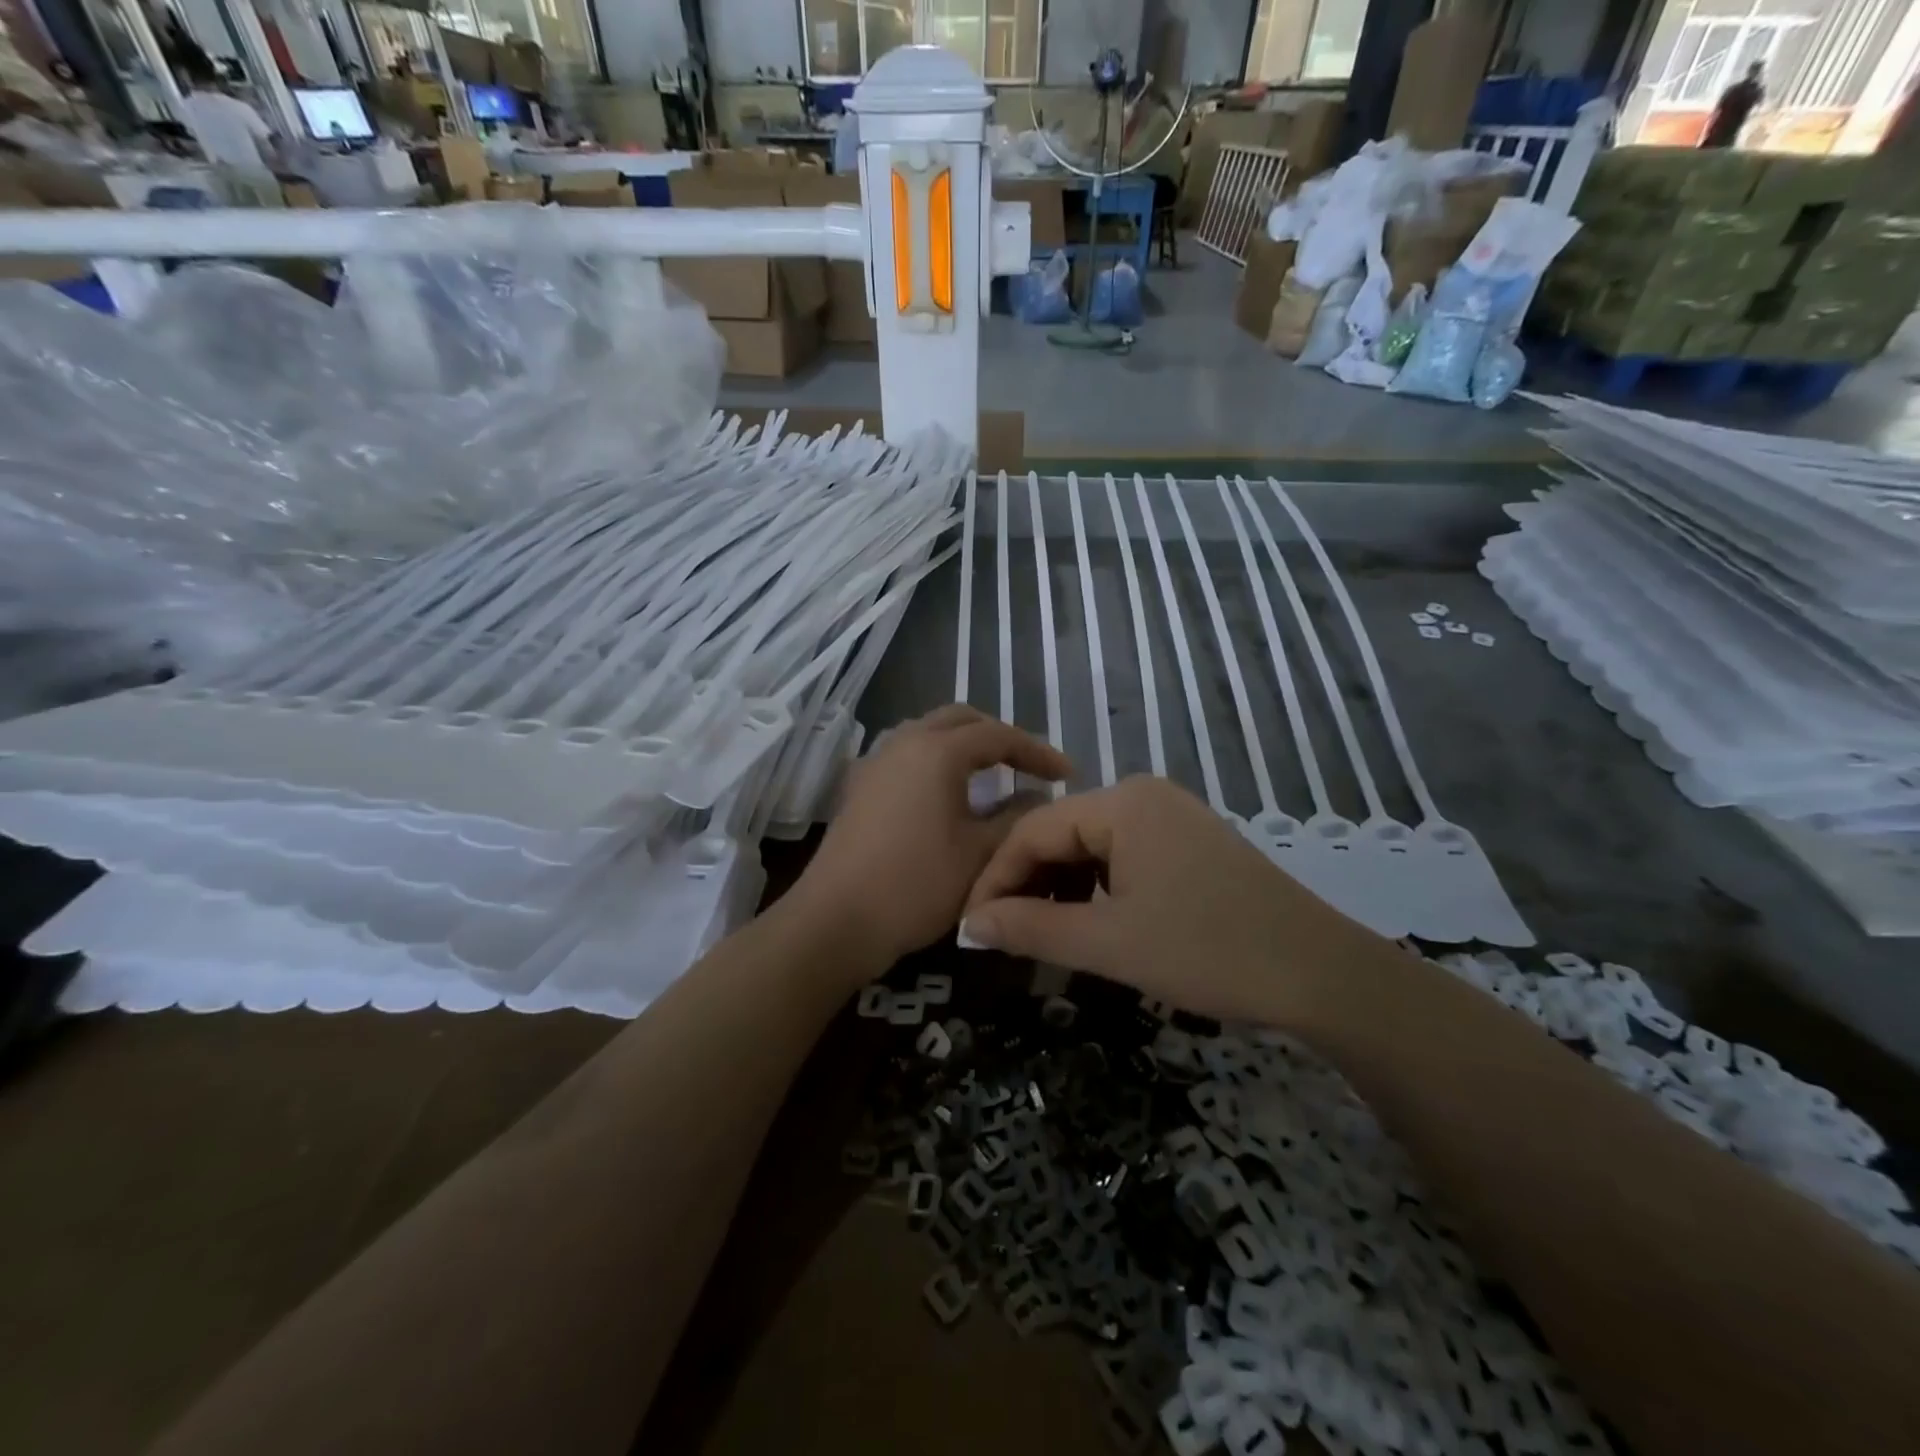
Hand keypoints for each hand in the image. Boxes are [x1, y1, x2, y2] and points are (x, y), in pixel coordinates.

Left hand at [791, 706, 1070, 969]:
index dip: (1037, 752)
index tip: (1067, 774)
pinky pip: (906, 754)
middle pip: (960, 720)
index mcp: (937, 751)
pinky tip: (944, 792)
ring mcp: (875, 762)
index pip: (998, 735)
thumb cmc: (917, 884)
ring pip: (928, 732)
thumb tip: (1037, 797)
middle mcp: (904, 742)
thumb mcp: (980, 854)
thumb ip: (1017, 818)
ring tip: (990, 773)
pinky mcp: (859, 786)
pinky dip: (935, 760)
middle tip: (1027, 765)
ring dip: (963, 744)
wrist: (837, 919)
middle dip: (998, 737)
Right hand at [961, 776, 1388, 1023]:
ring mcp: (1171, 817)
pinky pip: (1123, 856)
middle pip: (1060, 833)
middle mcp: (1143, 795)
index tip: (970, 926)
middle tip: (999, 935)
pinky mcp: (1190, 843)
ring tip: (1038, 934)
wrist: (1320, 973)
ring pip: (1091, 847)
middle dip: (1026, 883)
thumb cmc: (1207, 950)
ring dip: (1060, 887)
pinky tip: (1089, 922)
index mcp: (1121, 803)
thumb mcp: (1109, 943)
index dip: (994, 878)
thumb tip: (969, 924)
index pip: (1031, 829)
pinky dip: (1096, 888)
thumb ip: (1031, 928)